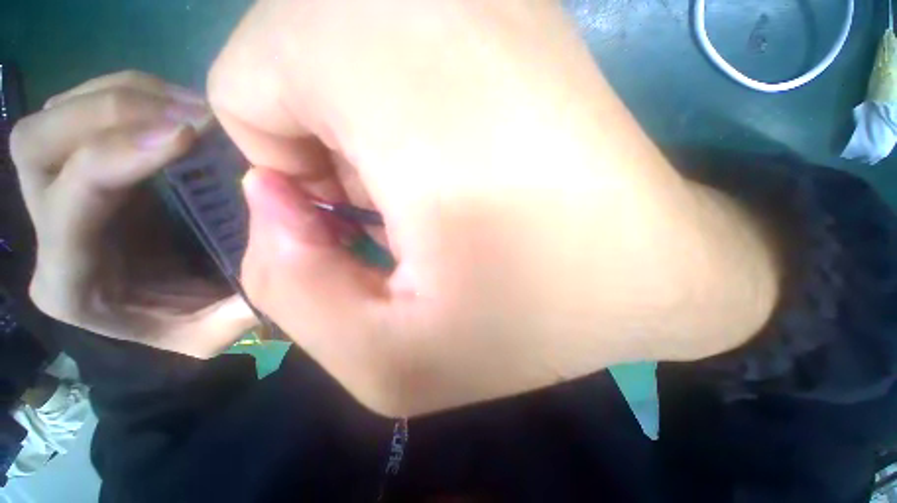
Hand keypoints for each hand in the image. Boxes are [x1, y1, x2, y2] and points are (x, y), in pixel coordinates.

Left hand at [11, 71, 257, 358]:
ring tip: (194, 109)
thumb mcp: (218, 329)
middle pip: (36, 143)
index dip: (122, 157)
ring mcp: (59, 190)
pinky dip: (133, 92)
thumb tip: (276, 241)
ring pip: (56, 115)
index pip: (72, 201)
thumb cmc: (192, 321)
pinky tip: (180, 106)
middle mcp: (48, 229)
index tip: (190, 137)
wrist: (176, 305)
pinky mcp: (86, 164)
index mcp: (73, 281)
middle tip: (191, 117)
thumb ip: (237, 304)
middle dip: (111, 115)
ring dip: (124, 97)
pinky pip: (84, 105)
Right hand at [209, 0, 777, 414]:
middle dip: (317, 140)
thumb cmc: (539, 317)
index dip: (284, 164)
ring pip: (335, 37)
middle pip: (285, 48)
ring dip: (356, 123)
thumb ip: (296, 293)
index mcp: (404, 76)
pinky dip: (396, 102)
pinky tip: (456, 155)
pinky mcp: (514, 8)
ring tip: (427, 184)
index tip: (355, 214)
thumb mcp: (397, 360)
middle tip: (395, 205)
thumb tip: (274, 201)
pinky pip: (392, 39)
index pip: (249, 78)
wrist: (655, 267)